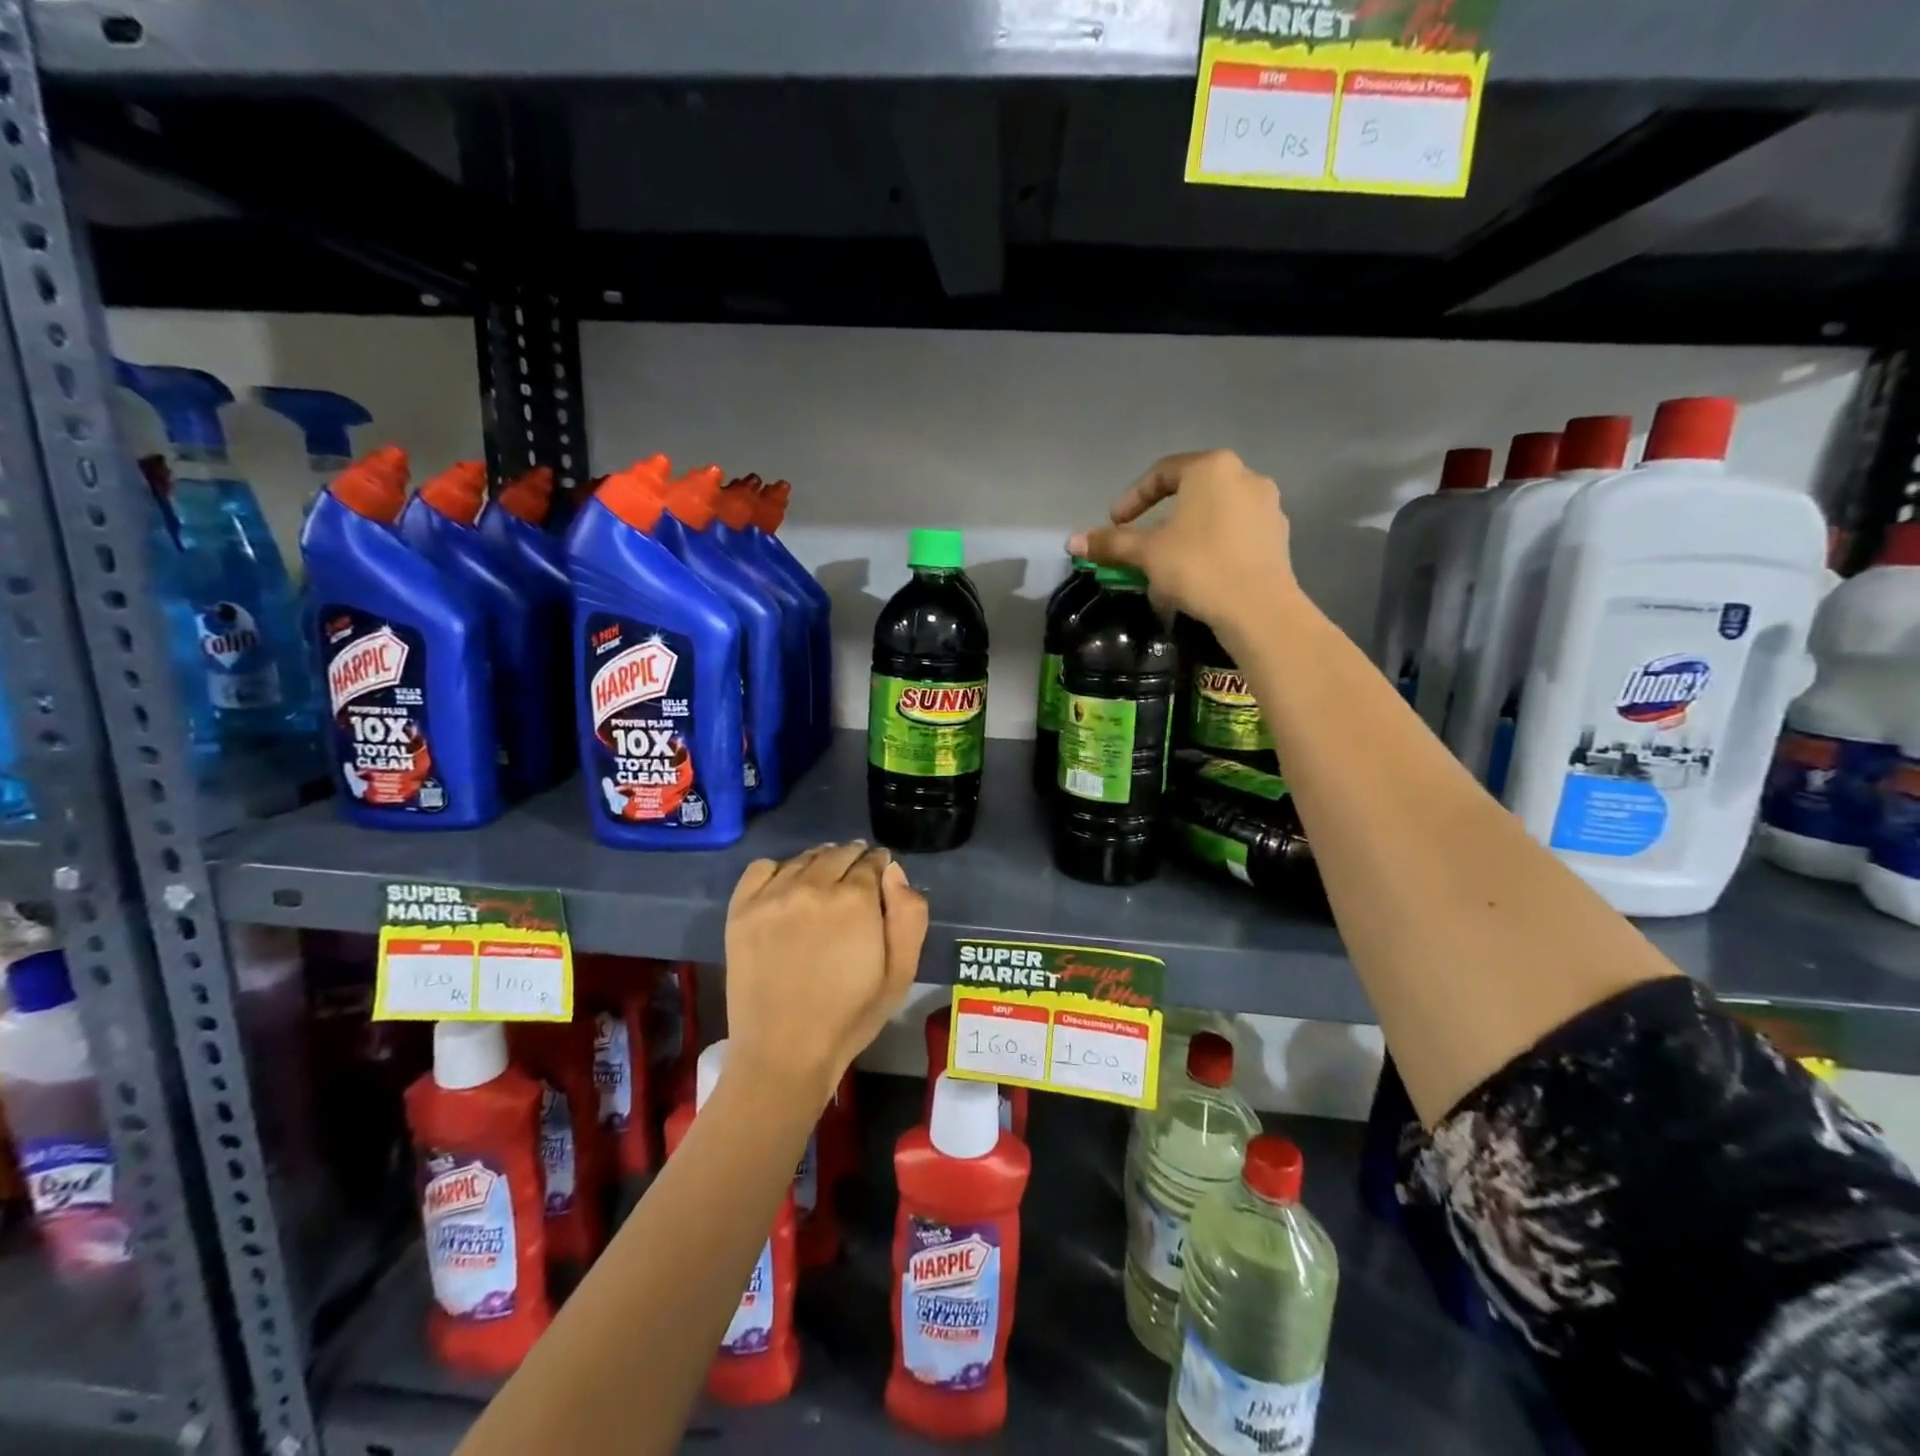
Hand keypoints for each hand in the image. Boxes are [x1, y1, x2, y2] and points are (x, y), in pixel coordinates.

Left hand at [723, 842, 928, 1108]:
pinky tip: (786, 888)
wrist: (783, 1052)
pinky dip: (779, 869)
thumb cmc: (849, 1017)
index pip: (872, 861)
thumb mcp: (900, 973)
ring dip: (821, 862)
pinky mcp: (742, 909)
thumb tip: (894, 871)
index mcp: (856, 900)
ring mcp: (773, 895)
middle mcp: (813, 886)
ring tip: (824, 882)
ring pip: (804, 858)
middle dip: (854, 860)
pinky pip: (762, 867)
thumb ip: (909, 915)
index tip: (881, 877)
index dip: (880, 866)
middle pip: (839, 853)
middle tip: (856, 878)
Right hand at [1069, 450, 1297, 635]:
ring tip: (1167, 565)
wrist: (1258, 608)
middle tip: (1140, 544)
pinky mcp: (1278, 536)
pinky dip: (1211, 547)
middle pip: (1190, 493)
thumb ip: (1112, 542)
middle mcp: (1245, 476)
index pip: (1161, 474)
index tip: (1115, 523)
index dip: (1132, 498)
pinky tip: (1198, 575)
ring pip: (1214, 515)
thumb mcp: (1147, 553)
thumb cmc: (1197, 567)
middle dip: (1160, 519)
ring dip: (1186, 535)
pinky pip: (1234, 534)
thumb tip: (1073, 541)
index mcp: (1211, 469)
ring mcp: (1267, 506)